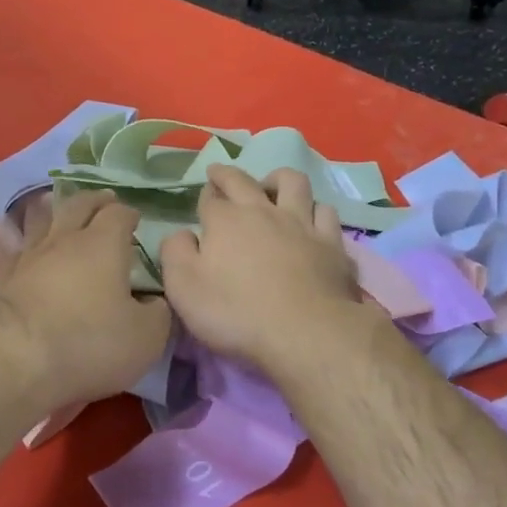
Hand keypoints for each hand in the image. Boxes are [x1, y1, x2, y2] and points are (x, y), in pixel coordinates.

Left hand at [0, 189, 172, 413]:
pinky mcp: (2, 279)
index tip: (136, 219)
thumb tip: (155, 302)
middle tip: (103, 201)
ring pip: (40, 220)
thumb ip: (158, 313)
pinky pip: (8, 249)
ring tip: (56, 208)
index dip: (129, 214)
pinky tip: (2, 236)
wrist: (15, 359)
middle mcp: (64, 240)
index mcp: (104, 244)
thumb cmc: (90, 342)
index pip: (119, 214)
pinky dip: (10, 239)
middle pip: (78, 205)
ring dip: (52, 211)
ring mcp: (28, 257)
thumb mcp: (146, 337)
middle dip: (94, 201)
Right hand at [158, 165, 374, 375]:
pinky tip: (311, 220)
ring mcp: (302, 224)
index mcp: (225, 220)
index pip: (210, 198)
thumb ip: (175, 253)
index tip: (203, 196)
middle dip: (229, 174)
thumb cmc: (235, 312)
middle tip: (221, 174)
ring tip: (272, 188)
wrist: (304, 332)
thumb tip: (181, 234)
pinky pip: (326, 212)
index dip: (205, 195)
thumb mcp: (183, 287)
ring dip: (278, 180)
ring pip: (293, 183)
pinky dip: (315, 211)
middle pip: (245, 180)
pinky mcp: (332, 244)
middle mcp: (263, 211)